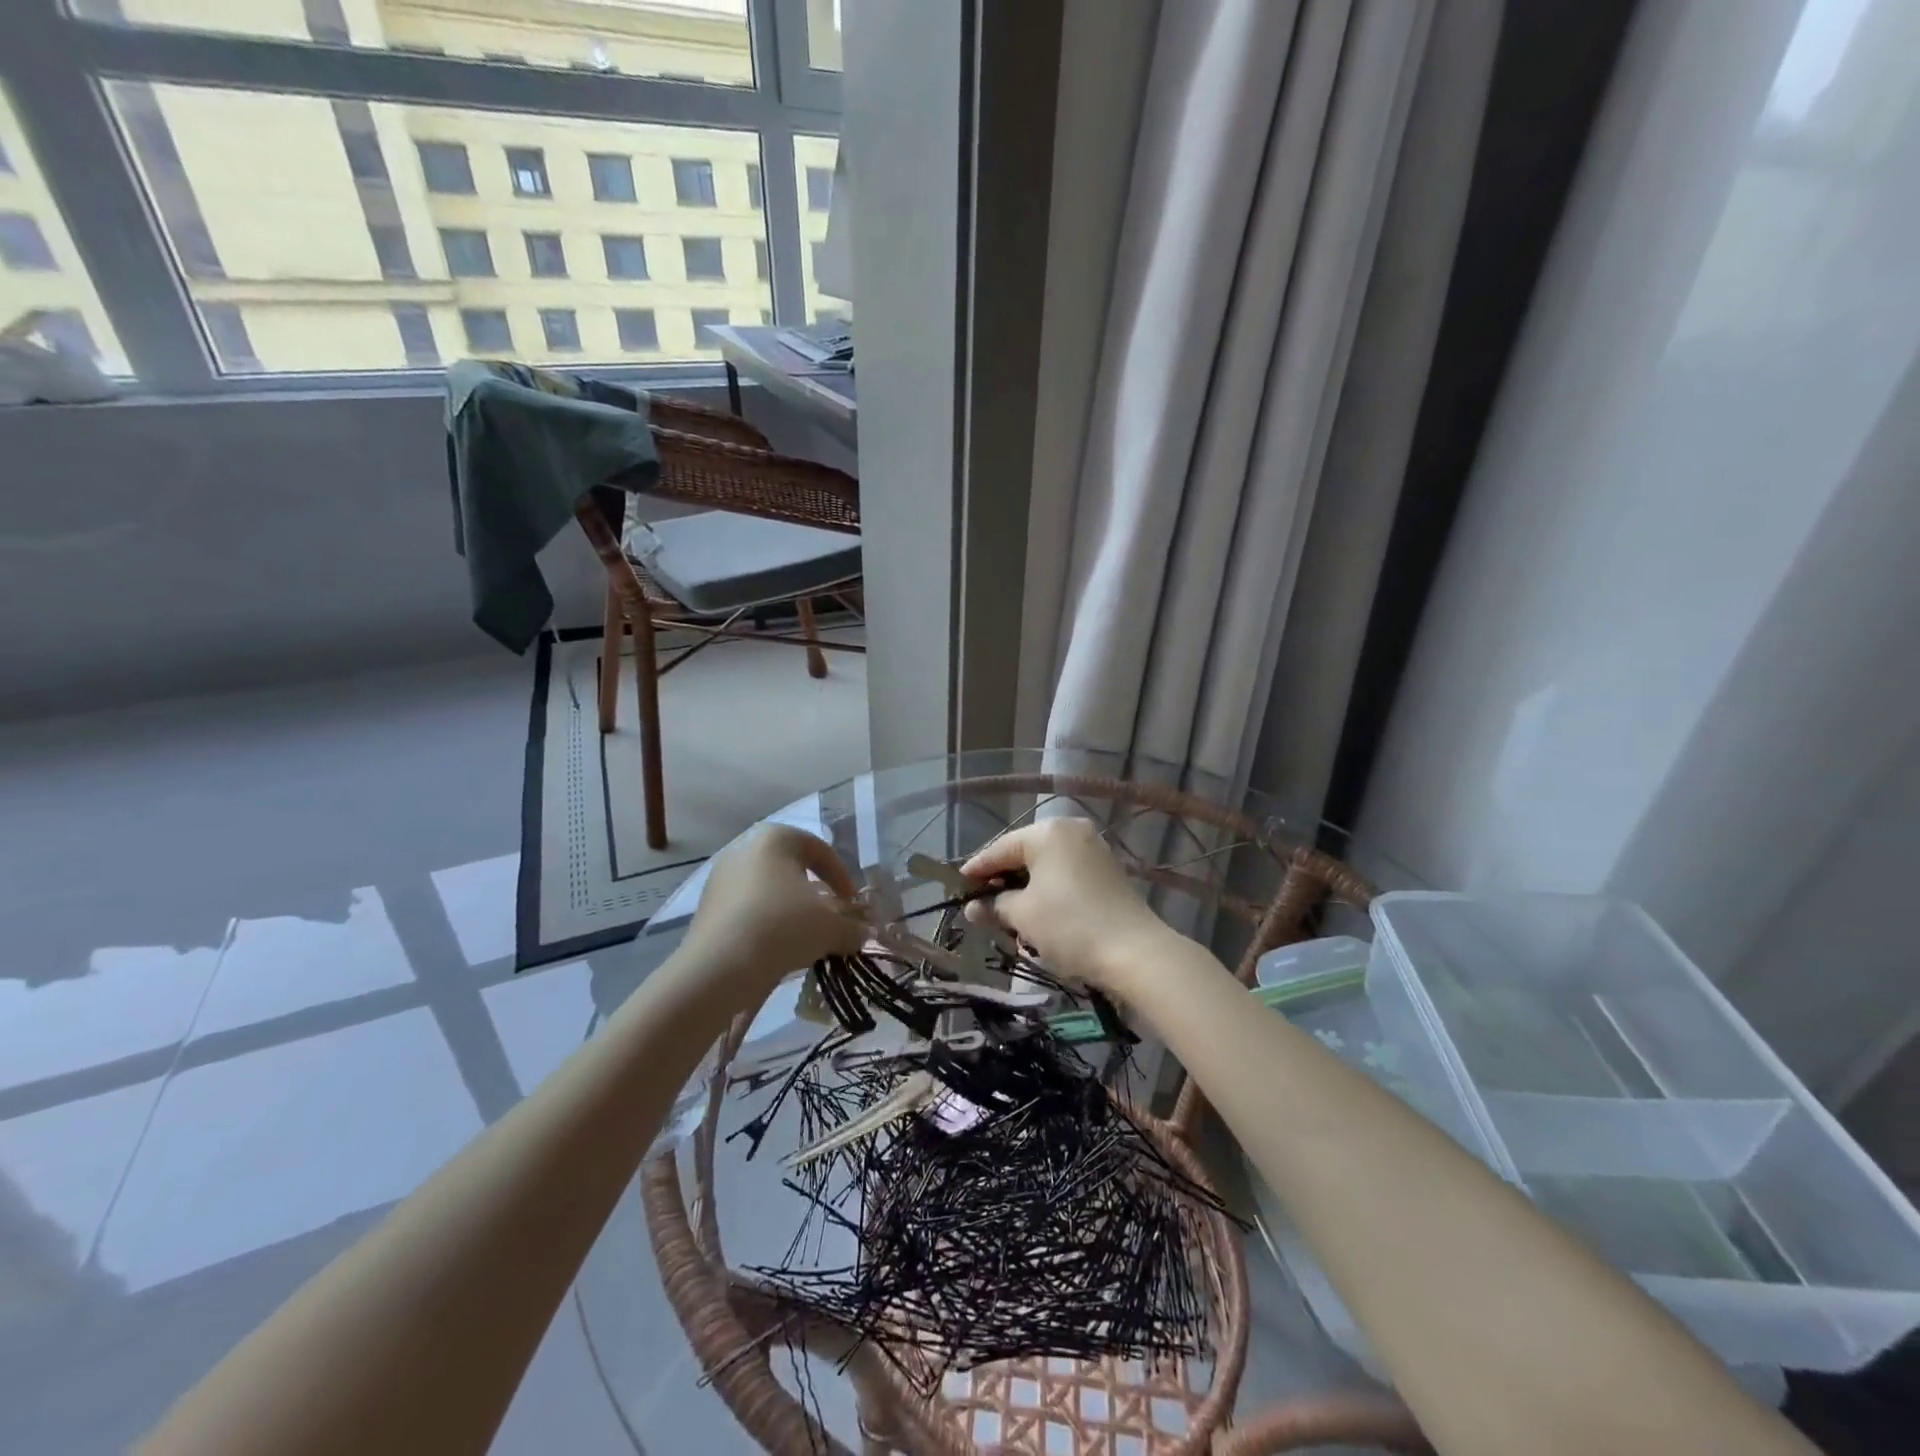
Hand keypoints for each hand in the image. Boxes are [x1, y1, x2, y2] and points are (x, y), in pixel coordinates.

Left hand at [680, 825, 862, 992]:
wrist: (720, 967)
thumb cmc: (783, 927)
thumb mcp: (830, 928)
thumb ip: (851, 928)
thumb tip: (859, 935)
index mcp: (776, 838)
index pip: (819, 850)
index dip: (841, 877)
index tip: (851, 903)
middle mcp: (744, 848)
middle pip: (790, 867)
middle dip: (813, 892)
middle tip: (828, 917)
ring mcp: (720, 877)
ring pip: (766, 889)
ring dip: (788, 909)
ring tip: (802, 937)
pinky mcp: (705, 907)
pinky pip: (746, 909)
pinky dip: (764, 923)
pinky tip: (774, 948)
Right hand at [961, 819, 1174, 1001]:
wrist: (1135, 952)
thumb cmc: (1069, 926)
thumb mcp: (1022, 916)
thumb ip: (993, 906)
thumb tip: (973, 907)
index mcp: (1047, 832)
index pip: (1000, 848)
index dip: (976, 870)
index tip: (956, 887)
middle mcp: (1071, 831)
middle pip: (1024, 854)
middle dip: (1002, 880)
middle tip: (980, 904)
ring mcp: (1093, 849)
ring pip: (1046, 866)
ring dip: (1024, 888)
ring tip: (1006, 913)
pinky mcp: (1107, 871)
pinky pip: (1065, 874)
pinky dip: (1048, 890)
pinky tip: (1036, 912)